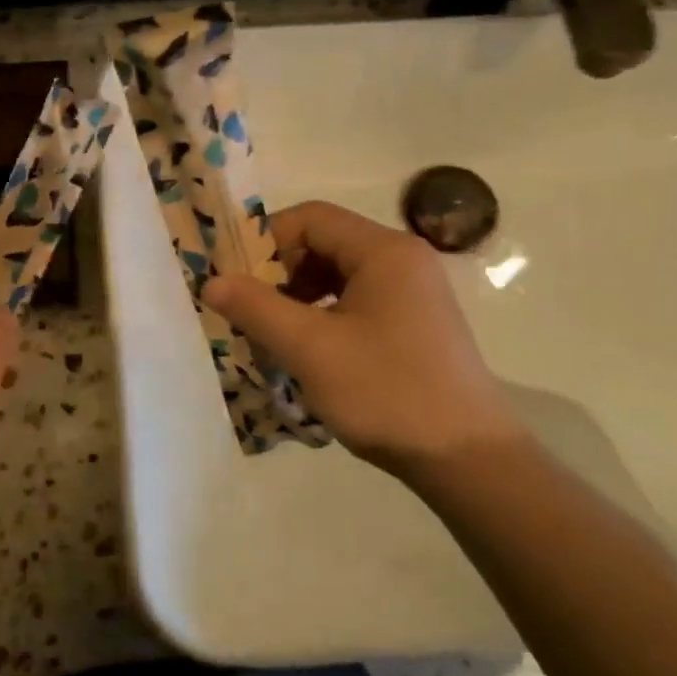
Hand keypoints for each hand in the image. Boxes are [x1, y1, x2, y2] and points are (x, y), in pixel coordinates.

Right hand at [201, 200, 523, 475]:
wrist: (466, 457)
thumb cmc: (385, 391)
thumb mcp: (311, 348)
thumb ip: (256, 308)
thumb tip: (211, 281)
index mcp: (384, 251)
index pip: (311, 218)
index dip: (266, 241)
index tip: (236, 281)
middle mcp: (403, 261)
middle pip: (325, 243)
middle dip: (280, 272)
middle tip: (249, 311)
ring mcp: (413, 293)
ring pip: (339, 276)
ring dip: (298, 297)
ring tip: (272, 334)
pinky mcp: (415, 324)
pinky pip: (357, 302)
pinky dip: (323, 316)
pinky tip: (307, 351)